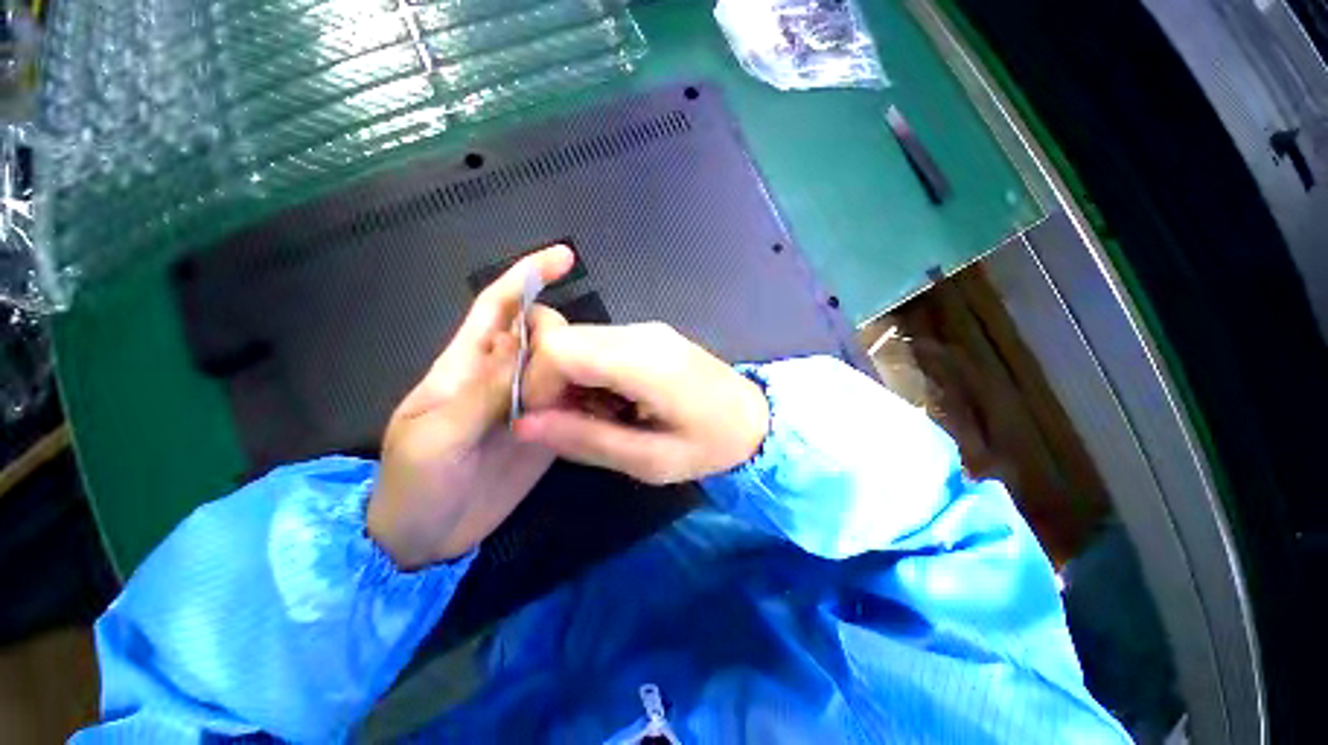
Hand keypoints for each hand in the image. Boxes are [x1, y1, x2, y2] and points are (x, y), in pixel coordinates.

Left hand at [367, 245, 575, 569]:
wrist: (426, 537)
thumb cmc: (414, 484)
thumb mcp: (437, 438)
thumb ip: (482, 394)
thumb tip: (526, 348)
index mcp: (466, 365)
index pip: (500, 306)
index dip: (528, 277)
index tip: (563, 259)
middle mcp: (501, 375)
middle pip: (541, 334)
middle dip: (563, 335)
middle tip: (579, 362)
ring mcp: (526, 402)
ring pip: (561, 366)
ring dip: (583, 365)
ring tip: (606, 379)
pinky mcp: (545, 426)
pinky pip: (570, 401)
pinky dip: (590, 395)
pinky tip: (609, 400)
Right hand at [514, 322, 769, 484]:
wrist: (756, 418)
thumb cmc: (711, 446)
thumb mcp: (650, 460)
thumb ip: (587, 440)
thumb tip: (524, 424)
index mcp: (646, 363)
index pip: (560, 349)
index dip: (537, 383)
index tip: (548, 421)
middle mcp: (642, 333)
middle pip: (564, 340)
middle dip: (551, 383)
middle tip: (573, 422)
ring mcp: (647, 329)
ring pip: (578, 341)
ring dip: (571, 379)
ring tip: (599, 416)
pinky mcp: (650, 334)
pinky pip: (599, 345)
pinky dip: (590, 373)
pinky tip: (613, 401)